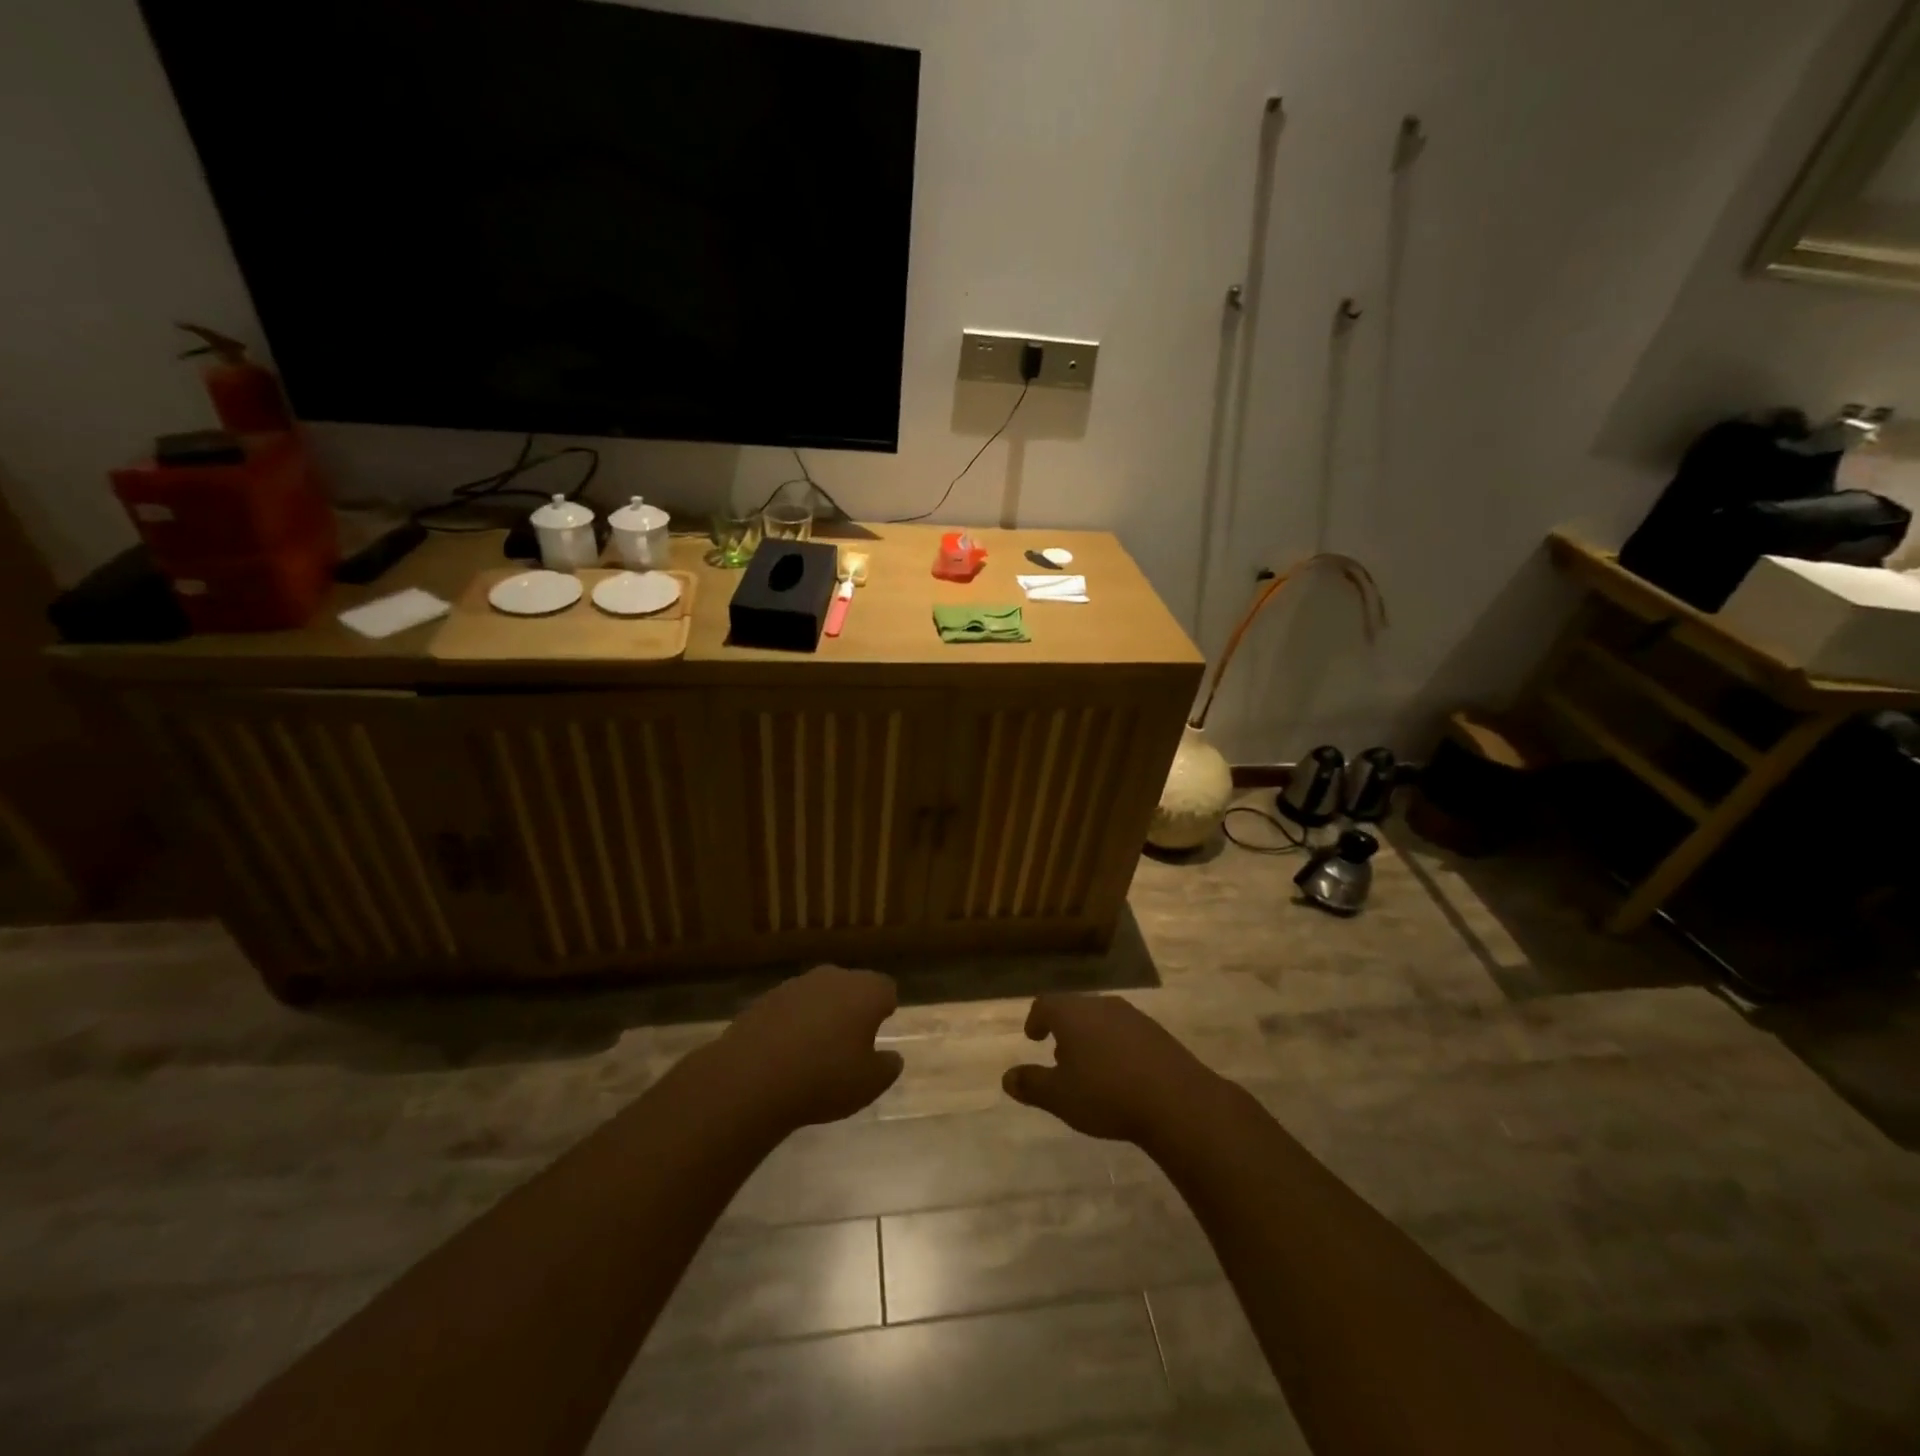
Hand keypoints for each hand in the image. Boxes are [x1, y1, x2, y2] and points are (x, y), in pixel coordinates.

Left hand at [718, 966, 902, 1130]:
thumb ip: (887, 1067)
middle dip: (853, 1007)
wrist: (752, 1078)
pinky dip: (793, 1023)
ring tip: (816, 1049)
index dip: (885, 1006)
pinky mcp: (765, 999)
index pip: (886, 988)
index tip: (882, 1025)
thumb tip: (893, 1057)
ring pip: (819, 994)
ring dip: (821, 1013)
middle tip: (851, 1040)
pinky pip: (790, 1007)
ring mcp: (796, 985)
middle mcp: (833, 977)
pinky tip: (785, 1053)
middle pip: (851, 986)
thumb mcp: (869, 1084)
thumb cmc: (824, 1078)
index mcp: (865, 991)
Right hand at [1002, 993, 1222, 1144]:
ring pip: (1101, 1019)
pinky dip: (1115, 1046)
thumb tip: (1007, 1078)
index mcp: (1073, 1014)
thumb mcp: (1060, 1097)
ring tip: (1090, 1068)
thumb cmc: (1106, 1095)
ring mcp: (1132, 1016)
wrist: (1176, 1101)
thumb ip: (1031, 1085)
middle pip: (1075, 1009)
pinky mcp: (1156, 1032)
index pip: (1045, 1004)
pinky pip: (1126, 1032)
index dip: (1036, 1019)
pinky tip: (1121, 1074)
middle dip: (1064, 1030)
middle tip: (1059, 1057)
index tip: (1033, 1037)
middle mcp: (1101, 1006)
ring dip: (1090, 1038)